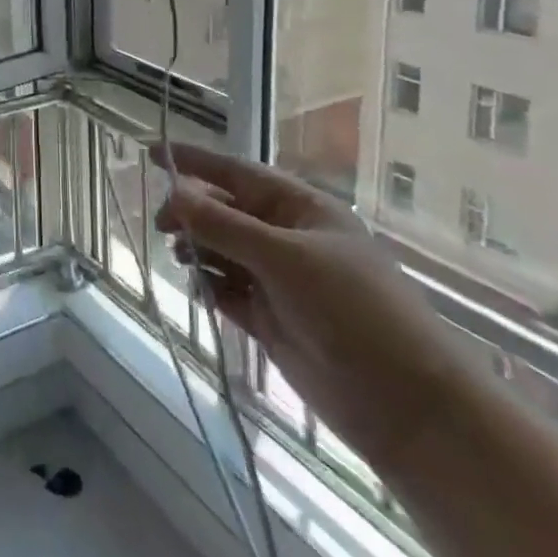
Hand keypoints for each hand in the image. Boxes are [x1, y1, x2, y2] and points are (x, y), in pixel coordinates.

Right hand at [155, 143, 476, 479]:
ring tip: (182, 259)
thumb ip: (224, 226)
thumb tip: (173, 193)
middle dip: (192, 213)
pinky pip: (228, 291)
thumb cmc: (352, 310)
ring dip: (199, 251)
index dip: (195, 162)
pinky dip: (211, 288)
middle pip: (225, 212)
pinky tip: (203, 293)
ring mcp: (279, 281)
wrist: (405, 404)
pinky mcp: (271, 319)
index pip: (237, 174)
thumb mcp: (285, 258)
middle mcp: (287, 239)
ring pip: (223, 252)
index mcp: (300, 210)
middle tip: (162, 226)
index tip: (152, 152)